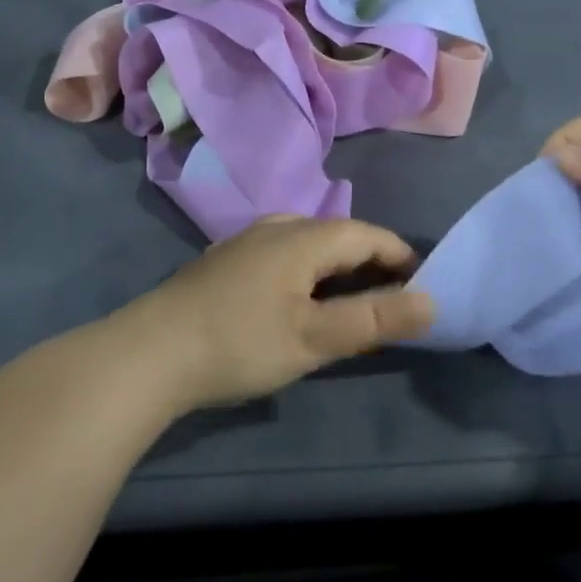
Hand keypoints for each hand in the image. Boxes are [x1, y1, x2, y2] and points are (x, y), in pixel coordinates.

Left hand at [119, 216, 434, 410]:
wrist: (149, 353)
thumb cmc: (239, 343)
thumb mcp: (314, 337)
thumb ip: (373, 319)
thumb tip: (431, 301)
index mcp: (301, 238)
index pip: (366, 234)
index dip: (398, 255)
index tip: (421, 284)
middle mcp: (274, 228)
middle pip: (335, 234)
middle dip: (368, 261)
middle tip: (388, 300)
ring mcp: (242, 242)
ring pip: (304, 242)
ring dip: (334, 267)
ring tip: (346, 300)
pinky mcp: (221, 262)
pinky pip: (279, 254)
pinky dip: (303, 271)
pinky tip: (293, 300)